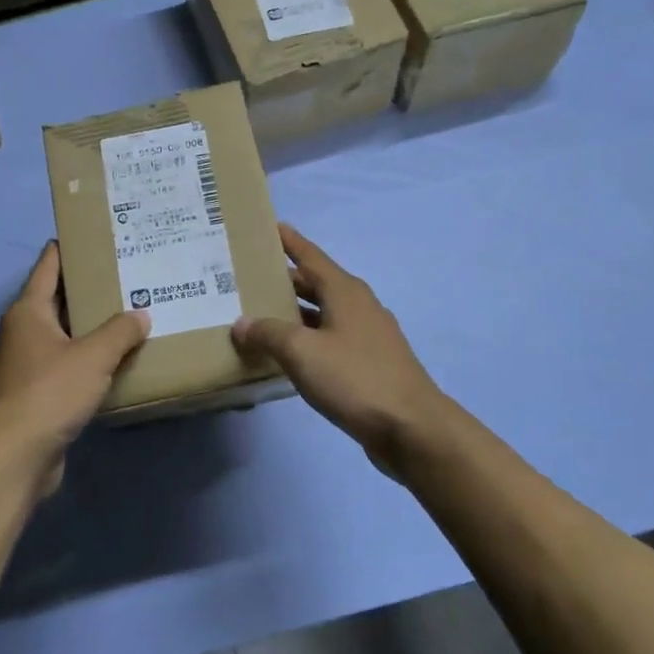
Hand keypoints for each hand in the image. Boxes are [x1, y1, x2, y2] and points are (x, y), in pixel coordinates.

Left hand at [0, 242, 149, 494]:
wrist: (14, 456)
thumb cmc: (49, 393)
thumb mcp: (93, 357)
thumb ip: (120, 332)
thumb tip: (141, 315)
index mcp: (28, 311)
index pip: (48, 265)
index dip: (69, 248)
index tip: (97, 236)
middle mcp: (21, 332)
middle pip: (56, 299)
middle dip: (88, 290)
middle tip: (126, 277)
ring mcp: (23, 365)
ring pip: (61, 335)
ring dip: (88, 328)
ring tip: (128, 316)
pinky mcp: (32, 394)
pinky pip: (63, 365)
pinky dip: (84, 360)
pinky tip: (113, 363)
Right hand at [231, 225, 450, 477]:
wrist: (411, 428)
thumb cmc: (355, 378)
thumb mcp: (302, 352)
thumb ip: (268, 334)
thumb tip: (242, 323)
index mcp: (344, 291)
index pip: (310, 255)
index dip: (289, 241)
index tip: (270, 226)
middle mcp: (358, 306)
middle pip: (315, 283)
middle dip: (284, 279)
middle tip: (248, 278)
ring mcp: (367, 335)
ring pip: (322, 313)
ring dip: (294, 312)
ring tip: (259, 315)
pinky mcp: (370, 362)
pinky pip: (331, 339)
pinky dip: (308, 339)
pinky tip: (288, 354)